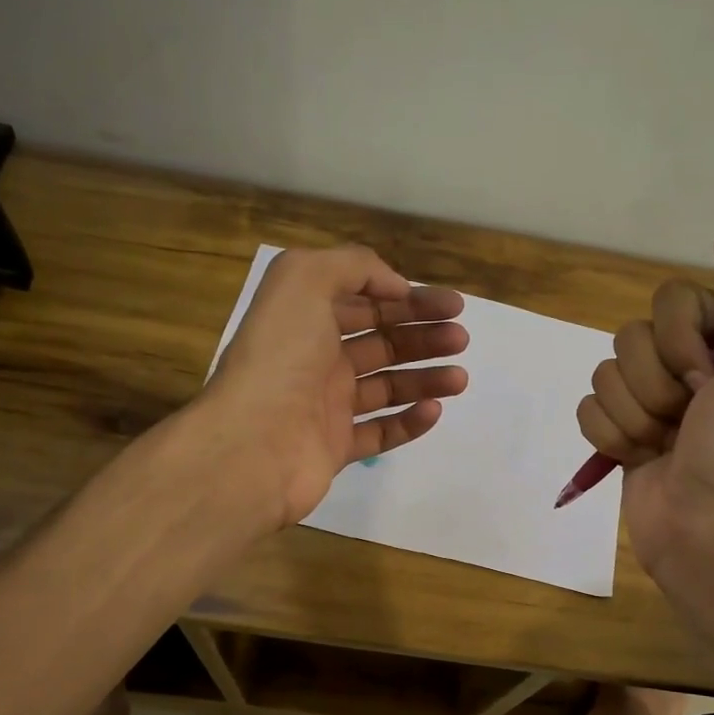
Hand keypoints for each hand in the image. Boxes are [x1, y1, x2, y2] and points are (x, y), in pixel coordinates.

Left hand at [206, 245, 468, 527]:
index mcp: (307, 319)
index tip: (452, 306)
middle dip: (423, 336)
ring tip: (460, 378)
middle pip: (381, 342)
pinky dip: (409, 422)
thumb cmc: (280, 357)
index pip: (366, 302)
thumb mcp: (305, 280)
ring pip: (386, 387)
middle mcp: (316, 359)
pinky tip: (434, 410)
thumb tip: (395, 287)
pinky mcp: (335, 448)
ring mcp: (326, 406)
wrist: (253, 444)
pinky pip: (380, 432)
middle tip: (460, 339)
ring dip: (425, 378)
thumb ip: (353, 267)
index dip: (410, 299)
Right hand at [576, 231, 713, 584]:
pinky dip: (609, 437)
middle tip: (686, 419)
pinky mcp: (619, 433)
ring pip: (604, 374)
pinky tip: (637, 458)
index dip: (679, 340)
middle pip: (629, 338)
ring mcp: (649, 401)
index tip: (707, 381)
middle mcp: (685, 365)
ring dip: (633, 416)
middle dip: (654, 386)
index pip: (670, 301)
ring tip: (662, 446)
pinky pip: (587, 409)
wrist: (704, 528)